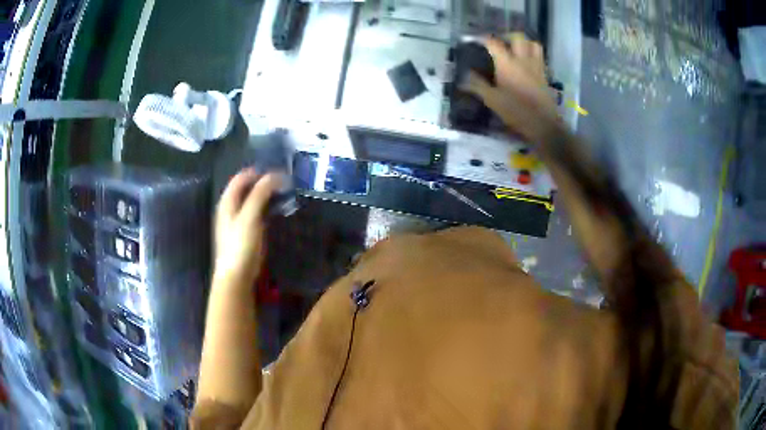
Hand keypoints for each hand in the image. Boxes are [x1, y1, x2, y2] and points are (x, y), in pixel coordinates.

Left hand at [214, 169, 281, 286]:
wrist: (236, 276)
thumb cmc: (241, 245)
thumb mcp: (250, 216)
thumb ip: (260, 193)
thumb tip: (275, 175)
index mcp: (227, 201)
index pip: (242, 177)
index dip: (259, 173)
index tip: (279, 175)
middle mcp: (230, 208)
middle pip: (246, 188)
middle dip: (264, 183)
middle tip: (284, 185)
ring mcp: (236, 221)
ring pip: (251, 200)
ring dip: (266, 196)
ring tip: (284, 196)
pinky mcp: (244, 233)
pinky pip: (255, 213)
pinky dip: (266, 208)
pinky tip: (276, 213)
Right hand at [462, 34, 558, 142]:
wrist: (543, 124)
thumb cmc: (516, 111)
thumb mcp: (492, 100)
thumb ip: (477, 85)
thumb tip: (464, 76)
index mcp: (507, 63)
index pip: (493, 43)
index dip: (482, 38)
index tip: (474, 39)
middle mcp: (523, 60)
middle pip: (518, 37)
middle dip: (507, 36)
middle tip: (500, 43)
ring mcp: (536, 66)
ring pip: (533, 44)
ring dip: (524, 42)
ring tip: (516, 49)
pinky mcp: (545, 75)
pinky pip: (540, 57)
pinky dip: (533, 54)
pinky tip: (526, 62)